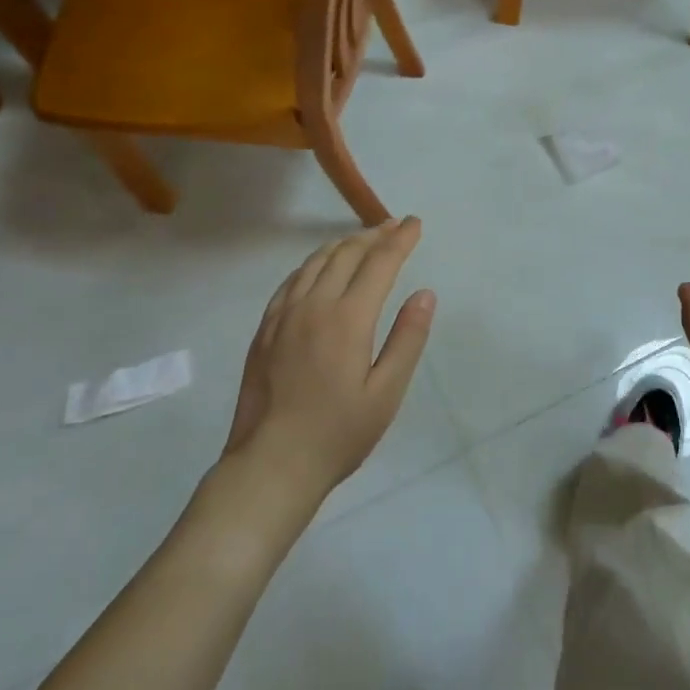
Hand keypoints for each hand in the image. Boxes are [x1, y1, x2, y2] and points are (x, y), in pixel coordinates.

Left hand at [223, 218, 436, 507]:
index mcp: (348, 319)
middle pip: (346, 254)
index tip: (415, 223)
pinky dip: (313, 263)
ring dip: (343, 244)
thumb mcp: (386, 393)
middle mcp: (314, 305)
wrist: (271, 465)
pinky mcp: (265, 329)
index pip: (379, 263)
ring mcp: (284, 315)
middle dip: (374, 236)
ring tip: (362, 240)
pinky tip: (319, 268)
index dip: (400, 239)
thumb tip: (424, 294)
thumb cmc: (337, 434)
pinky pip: (292, 280)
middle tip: (394, 226)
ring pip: (316, 262)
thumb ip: (407, 339)